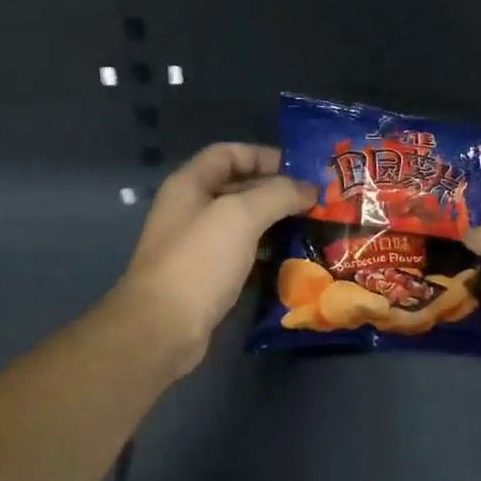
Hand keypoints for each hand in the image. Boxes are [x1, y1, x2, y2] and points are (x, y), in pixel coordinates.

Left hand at [117, 143, 314, 375]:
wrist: (163, 327)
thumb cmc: (199, 261)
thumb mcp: (240, 216)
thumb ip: (277, 194)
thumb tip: (309, 189)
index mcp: (189, 185)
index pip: (229, 153)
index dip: (264, 155)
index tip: (301, 170)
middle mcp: (190, 210)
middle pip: (237, 188)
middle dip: (276, 191)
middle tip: (317, 202)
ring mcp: (196, 246)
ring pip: (242, 225)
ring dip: (275, 225)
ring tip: (312, 229)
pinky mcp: (206, 278)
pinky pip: (241, 256)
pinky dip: (265, 254)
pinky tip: (292, 261)